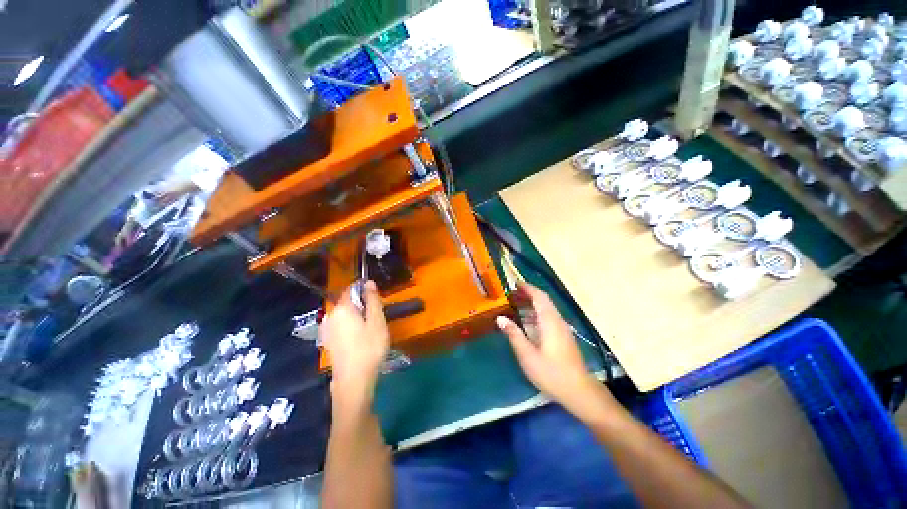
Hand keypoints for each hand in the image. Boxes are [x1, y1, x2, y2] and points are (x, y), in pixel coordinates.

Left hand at [321, 281, 389, 407]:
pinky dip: (351, 327)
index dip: (365, 290)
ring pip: (345, 315)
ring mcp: (327, 330)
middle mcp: (330, 316)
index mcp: (342, 308)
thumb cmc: (369, 347)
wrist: (353, 380)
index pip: (351, 289)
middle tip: (377, 317)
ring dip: (357, 317)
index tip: (377, 300)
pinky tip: (361, 339)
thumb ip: (372, 300)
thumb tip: (368, 282)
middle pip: (348, 303)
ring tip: (371, 329)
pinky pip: (341, 326)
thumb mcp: (377, 321)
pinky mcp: (329, 341)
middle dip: (362, 305)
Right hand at [497, 283, 612, 418]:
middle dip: (528, 294)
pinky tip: (528, 321)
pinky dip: (537, 313)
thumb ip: (514, 335)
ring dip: (532, 303)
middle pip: (544, 301)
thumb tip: (500, 318)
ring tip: (516, 304)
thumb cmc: (551, 373)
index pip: (540, 297)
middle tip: (511, 294)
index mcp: (549, 322)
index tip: (515, 284)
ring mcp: (562, 329)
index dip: (528, 288)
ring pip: (547, 309)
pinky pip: (549, 317)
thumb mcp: (528, 355)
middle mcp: (557, 321)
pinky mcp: (563, 336)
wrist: (578, 391)